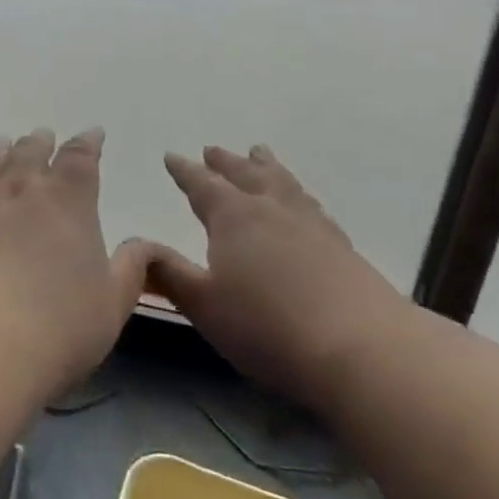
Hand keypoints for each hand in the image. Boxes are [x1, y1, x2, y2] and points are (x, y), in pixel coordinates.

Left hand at [0, 128, 151, 388]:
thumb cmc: (59, 325)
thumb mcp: (112, 303)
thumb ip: (130, 269)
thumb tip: (144, 244)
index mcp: (69, 200)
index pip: (81, 158)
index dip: (88, 143)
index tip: (92, 134)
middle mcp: (24, 190)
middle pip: (31, 152)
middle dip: (41, 142)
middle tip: (43, 135)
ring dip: (0, 150)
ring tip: (2, 139)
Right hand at [138, 145, 405, 402]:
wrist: (361, 348)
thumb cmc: (268, 327)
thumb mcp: (205, 305)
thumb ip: (169, 274)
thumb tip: (137, 249)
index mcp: (233, 217)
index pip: (201, 184)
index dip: (184, 171)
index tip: (171, 156)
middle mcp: (271, 209)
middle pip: (245, 174)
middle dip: (225, 163)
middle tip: (212, 150)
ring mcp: (311, 224)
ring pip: (282, 183)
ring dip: (266, 167)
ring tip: (260, 154)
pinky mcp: (341, 245)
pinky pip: (311, 205)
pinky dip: (298, 195)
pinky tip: (304, 205)